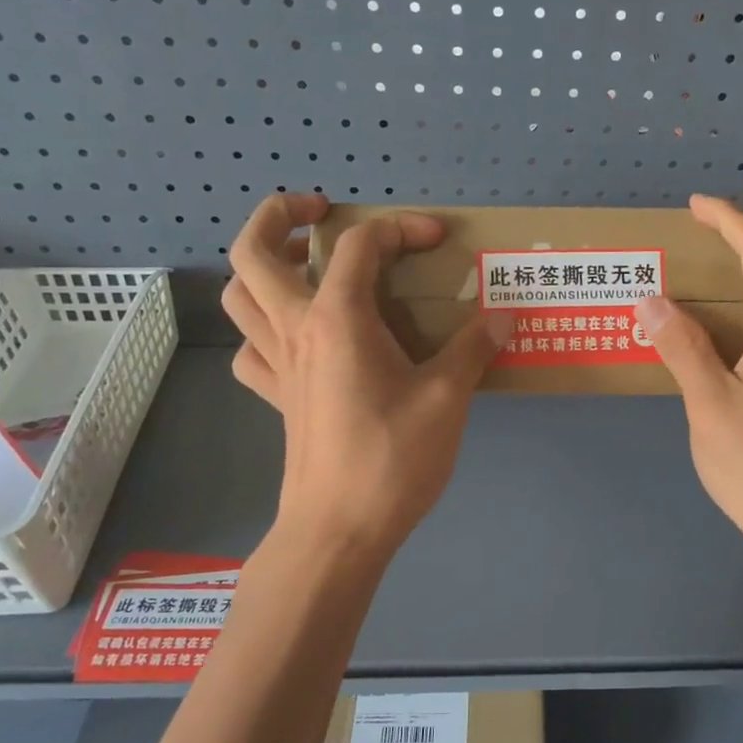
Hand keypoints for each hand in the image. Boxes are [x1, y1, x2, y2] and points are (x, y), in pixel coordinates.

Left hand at [222, 194, 513, 555]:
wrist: (338, 531)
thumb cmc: (392, 460)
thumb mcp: (447, 399)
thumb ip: (473, 349)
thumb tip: (502, 316)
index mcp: (337, 319)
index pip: (361, 245)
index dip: (402, 228)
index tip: (439, 240)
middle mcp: (296, 331)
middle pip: (254, 253)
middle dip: (278, 215)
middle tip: (317, 211)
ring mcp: (277, 366)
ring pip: (240, 297)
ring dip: (263, 268)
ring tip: (303, 266)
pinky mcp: (276, 399)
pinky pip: (251, 351)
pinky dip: (264, 330)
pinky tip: (297, 339)